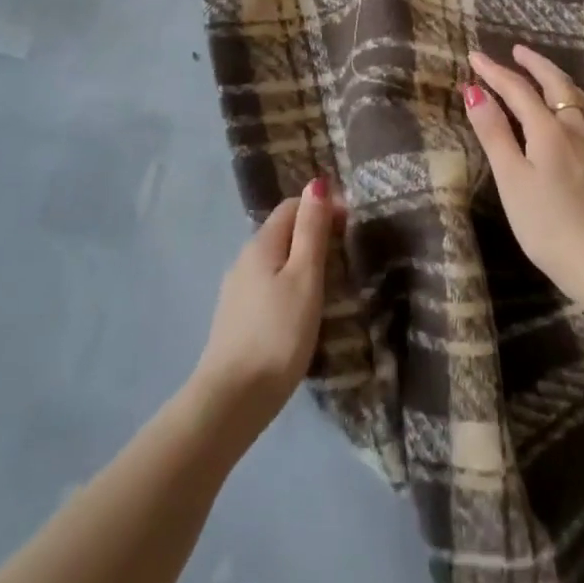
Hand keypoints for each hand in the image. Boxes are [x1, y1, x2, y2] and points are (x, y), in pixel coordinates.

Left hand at [192, 178, 339, 433]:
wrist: (232, 399)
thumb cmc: (278, 333)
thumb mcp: (304, 277)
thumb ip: (311, 230)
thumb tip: (316, 182)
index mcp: (260, 244)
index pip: (291, 207)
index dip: (321, 207)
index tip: (351, 226)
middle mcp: (244, 260)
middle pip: (282, 233)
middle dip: (313, 234)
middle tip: (346, 255)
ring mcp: (237, 292)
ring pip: (275, 262)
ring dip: (301, 262)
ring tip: (330, 283)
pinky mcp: (237, 320)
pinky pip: (268, 287)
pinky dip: (288, 286)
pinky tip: (301, 310)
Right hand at [464, 46, 583, 303]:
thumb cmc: (546, 224)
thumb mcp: (511, 179)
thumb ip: (494, 133)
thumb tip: (474, 90)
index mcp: (550, 129)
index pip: (517, 89)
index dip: (494, 72)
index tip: (474, 56)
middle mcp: (576, 127)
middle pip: (555, 84)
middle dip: (534, 64)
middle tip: (516, 51)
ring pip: (578, 97)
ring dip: (557, 78)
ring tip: (544, 73)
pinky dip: (575, 98)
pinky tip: (575, 111)